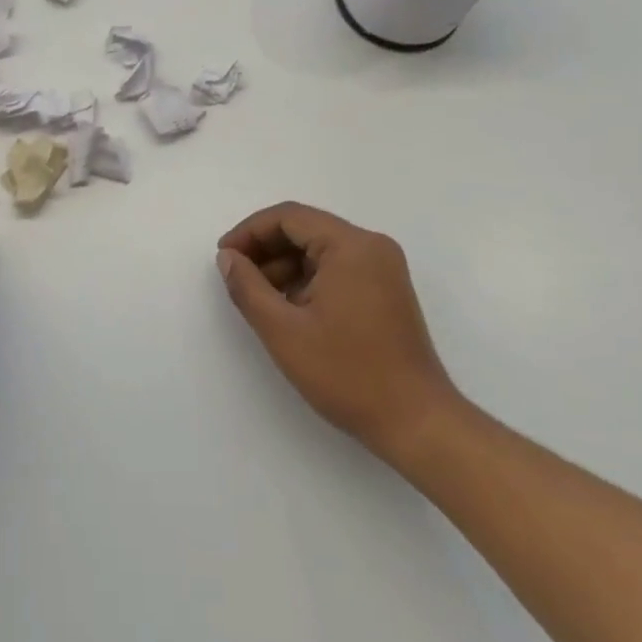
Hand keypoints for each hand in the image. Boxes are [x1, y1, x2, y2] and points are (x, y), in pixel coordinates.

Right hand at [218, 202, 463, 470]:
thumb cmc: (348, 374)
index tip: (224, 257)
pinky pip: (336, 267)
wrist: (418, 423)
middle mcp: (371, 246)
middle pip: (305, 229)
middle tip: (236, 277)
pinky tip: (288, 307)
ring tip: (258, 298)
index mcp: (351, 245)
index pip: (289, 217)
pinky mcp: (386, 289)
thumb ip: (248, 287)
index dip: (249, 232)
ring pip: (319, 249)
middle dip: (265, 249)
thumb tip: (228, 257)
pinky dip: (307, 279)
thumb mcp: (284, 331)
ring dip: (284, 266)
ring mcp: (383, 268)